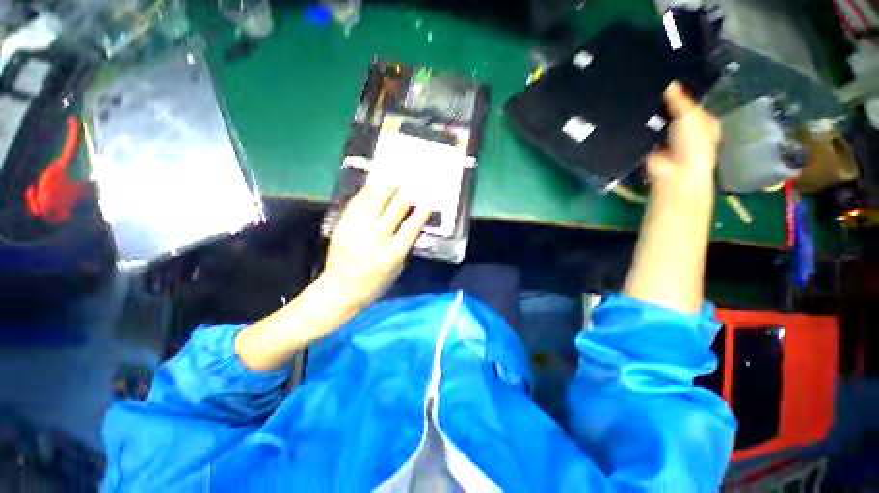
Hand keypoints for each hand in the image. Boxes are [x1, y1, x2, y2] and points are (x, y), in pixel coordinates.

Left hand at [321, 179, 431, 310]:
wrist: (338, 290)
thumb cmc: (374, 284)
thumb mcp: (396, 269)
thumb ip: (404, 247)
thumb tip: (411, 225)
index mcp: (391, 256)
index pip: (410, 229)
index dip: (421, 212)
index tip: (428, 200)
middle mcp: (374, 241)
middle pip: (393, 212)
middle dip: (405, 195)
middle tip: (413, 183)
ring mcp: (356, 232)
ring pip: (373, 204)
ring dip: (385, 189)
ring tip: (394, 178)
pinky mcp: (341, 227)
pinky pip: (356, 205)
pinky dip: (365, 193)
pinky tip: (373, 185)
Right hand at [647, 82, 720, 197]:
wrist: (674, 172)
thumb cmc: (692, 143)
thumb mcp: (690, 116)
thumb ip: (680, 100)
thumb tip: (671, 83)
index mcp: (703, 120)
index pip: (691, 101)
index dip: (680, 91)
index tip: (666, 78)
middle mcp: (686, 128)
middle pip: (672, 111)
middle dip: (663, 103)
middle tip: (649, 87)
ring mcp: (667, 139)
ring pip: (657, 121)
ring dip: (649, 115)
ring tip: (637, 98)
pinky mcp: (650, 147)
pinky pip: (644, 133)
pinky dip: (639, 128)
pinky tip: (631, 116)